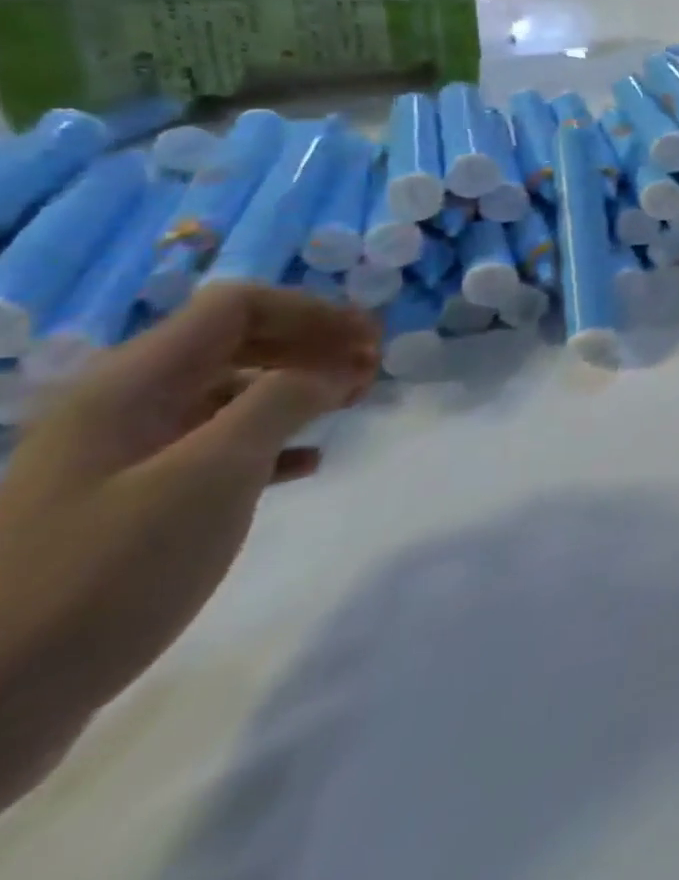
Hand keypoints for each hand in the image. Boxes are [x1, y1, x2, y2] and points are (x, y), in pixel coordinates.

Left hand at [0, 286, 377, 806]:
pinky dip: (273, 441)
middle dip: (312, 345)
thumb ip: (281, 403)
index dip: (313, 312)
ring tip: (351, 406)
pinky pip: (217, 445)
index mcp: (132, 385)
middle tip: (372, 370)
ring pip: (231, 392)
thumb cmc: (107, 571)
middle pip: (237, 342)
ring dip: (298, 388)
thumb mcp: (211, 476)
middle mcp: (125, 407)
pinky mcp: (131, 503)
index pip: (238, 307)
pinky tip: (309, 464)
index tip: (371, 341)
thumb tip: (333, 367)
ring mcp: (123, 457)